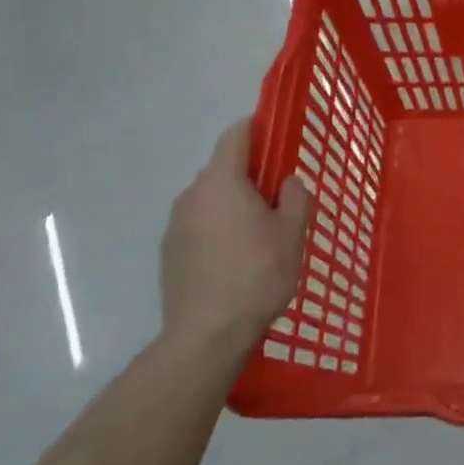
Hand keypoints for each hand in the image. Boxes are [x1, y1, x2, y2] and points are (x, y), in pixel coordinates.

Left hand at [160, 118, 311, 358]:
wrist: (206, 336)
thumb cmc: (257, 276)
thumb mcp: (292, 234)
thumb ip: (295, 198)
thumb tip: (288, 182)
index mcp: (222, 183)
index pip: (235, 136)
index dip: (256, 128)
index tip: (277, 133)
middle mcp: (192, 196)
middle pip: (223, 169)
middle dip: (250, 174)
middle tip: (279, 195)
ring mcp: (175, 225)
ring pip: (210, 199)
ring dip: (233, 204)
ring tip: (259, 232)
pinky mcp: (168, 253)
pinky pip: (199, 225)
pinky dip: (217, 228)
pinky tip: (236, 258)